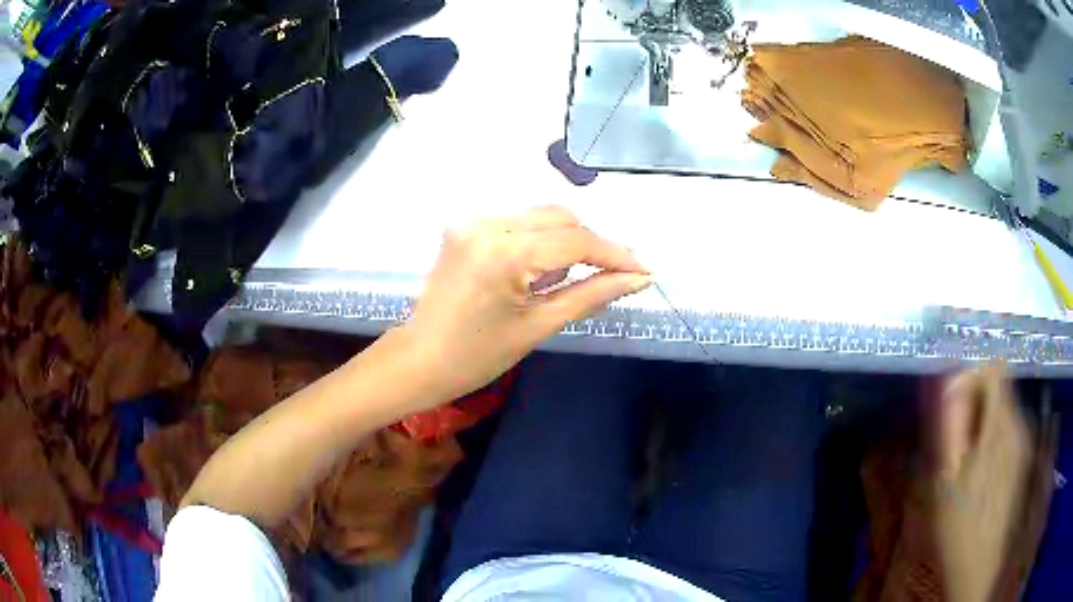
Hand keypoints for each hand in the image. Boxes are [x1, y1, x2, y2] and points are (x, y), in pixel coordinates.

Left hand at [398, 205, 651, 402]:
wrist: (418, 360)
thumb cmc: (477, 357)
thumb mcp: (539, 326)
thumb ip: (591, 294)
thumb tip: (639, 279)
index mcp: (504, 253)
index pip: (575, 240)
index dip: (615, 254)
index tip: (644, 270)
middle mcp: (487, 224)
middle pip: (560, 218)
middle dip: (593, 244)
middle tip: (617, 274)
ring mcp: (472, 222)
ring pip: (540, 216)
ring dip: (568, 240)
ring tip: (579, 275)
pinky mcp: (465, 227)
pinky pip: (518, 223)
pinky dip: (541, 240)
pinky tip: (545, 268)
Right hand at [931, 364, 1030, 601]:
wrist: (980, 564)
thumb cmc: (959, 525)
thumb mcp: (946, 478)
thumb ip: (952, 424)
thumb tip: (950, 380)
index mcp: (1000, 425)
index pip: (993, 368)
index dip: (971, 375)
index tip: (952, 402)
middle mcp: (1019, 423)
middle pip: (1001, 385)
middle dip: (976, 401)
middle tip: (955, 439)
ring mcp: (1024, 440)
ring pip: (1005, 406)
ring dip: (984, 421)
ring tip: (965, 460)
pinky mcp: (1023, 456)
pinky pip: (1010, 428)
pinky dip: (994, 436)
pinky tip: (980, 470)